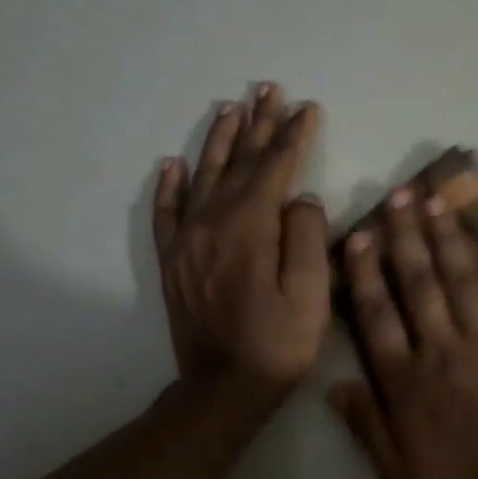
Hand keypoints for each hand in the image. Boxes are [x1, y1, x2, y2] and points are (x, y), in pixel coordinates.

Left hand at [154, 84, 328, 393]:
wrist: (224, 388)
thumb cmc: (278, 344)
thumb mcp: (310, 295)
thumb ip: (308, 238)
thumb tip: (302, 199)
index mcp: (251, 226)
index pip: (275, 167)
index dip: (293, 135)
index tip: (307, 108)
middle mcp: (213, 221)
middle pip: (239, 162)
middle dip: (258, 124)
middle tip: (269, 90)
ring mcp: (188, 240)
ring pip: (203, 176)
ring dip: (220, 141)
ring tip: (231, 108)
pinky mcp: (173, 261)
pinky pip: (167, 211)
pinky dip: (170, 184)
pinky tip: (173, 163)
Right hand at [329, 186, 477, 478]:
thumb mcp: (398, 476)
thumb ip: (366, 427)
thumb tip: (334, 385)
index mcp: (407, 381)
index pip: (377, 315)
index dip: (365, 272)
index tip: (358, 234)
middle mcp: (444, 350)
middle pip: (419, 284)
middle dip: (405, 237)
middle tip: (398, 194)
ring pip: (464, 280)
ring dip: (449, 237)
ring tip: (437, 200)